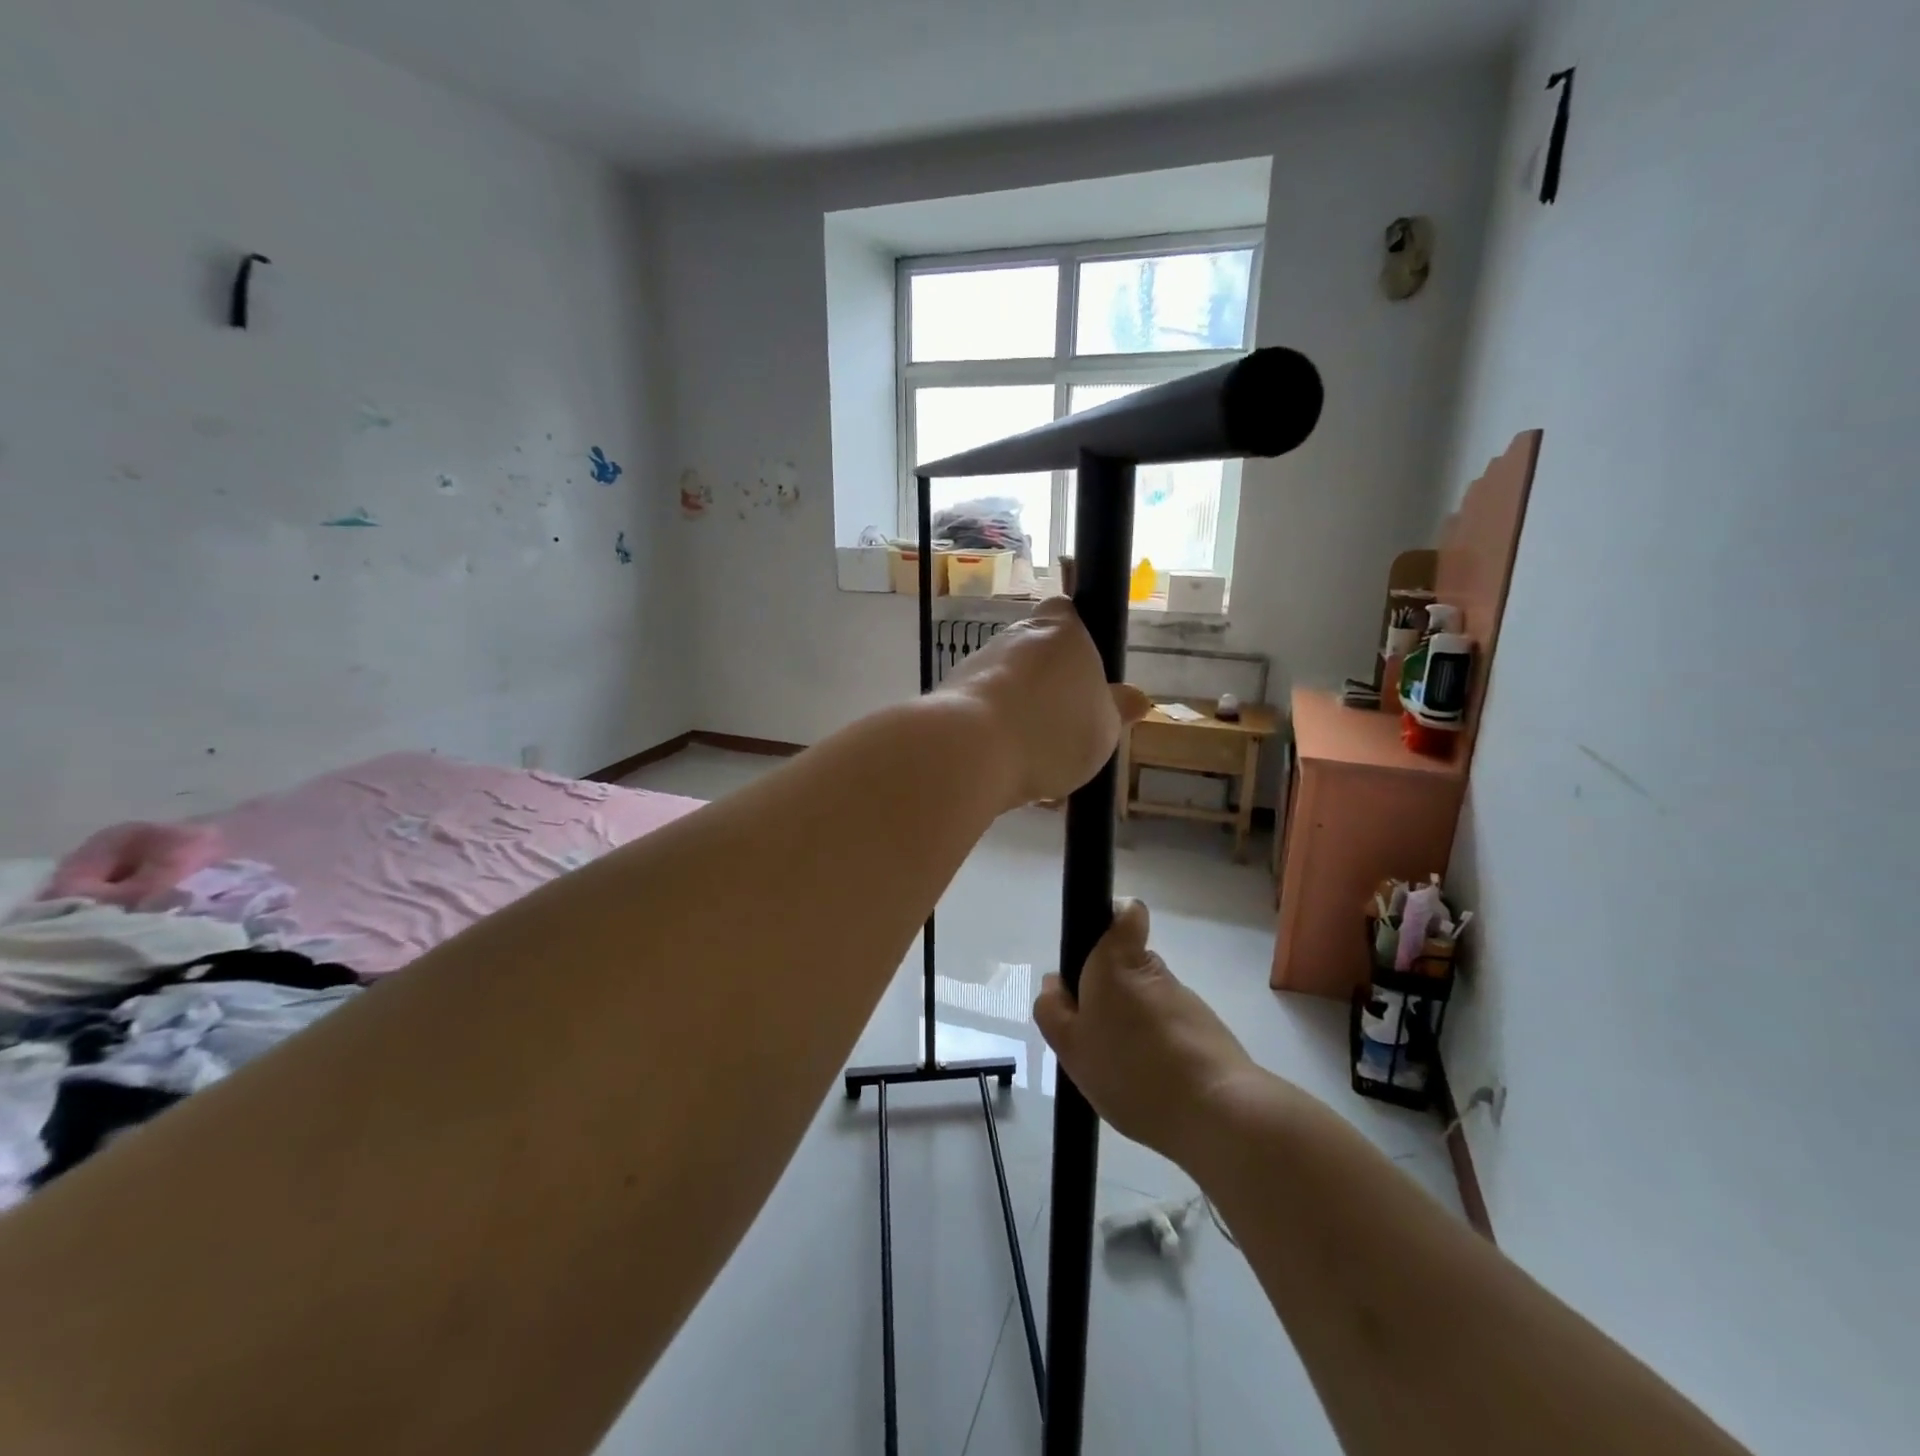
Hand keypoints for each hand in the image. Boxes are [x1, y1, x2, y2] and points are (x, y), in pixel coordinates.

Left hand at [943, 598, 1149, 806]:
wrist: (969, 750)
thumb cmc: (1051, 730)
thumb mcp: (1104, 729)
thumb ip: (1117, 710)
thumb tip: (1136, 698)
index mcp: (1061, 631)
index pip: (1066, 612)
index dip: (1075, 636)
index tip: (1084, 671)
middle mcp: (1015, 637)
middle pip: (1036, 656)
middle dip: (1048, 689)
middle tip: (1066, 731)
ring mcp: (977, 664)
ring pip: (1009, 689)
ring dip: (1021, 717)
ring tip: (1038, 767)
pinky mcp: (949, 696)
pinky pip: (983, 714)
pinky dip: (995, 736)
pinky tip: (1007, 774)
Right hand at [1034, 899, 1256, 1158]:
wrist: (1216, 1112)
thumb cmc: (1130, 1069)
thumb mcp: (1070, 1046)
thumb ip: (1054, 1010)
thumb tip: (1054, 983)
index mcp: (1117, 962)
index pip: (1127, 912)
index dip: (1111, 923)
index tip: (1093, 957)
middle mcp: (1155, 971)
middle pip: (1128, 968)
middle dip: (1111, 995)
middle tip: (1094, 1038)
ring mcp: (1186, 1002)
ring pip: (1149, 1002)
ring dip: (1134, 1026)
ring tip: (1123, 1073)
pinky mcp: (1209, 1033)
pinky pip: (1171, 1031)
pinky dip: (1159, 1050)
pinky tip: (1150, 1087)